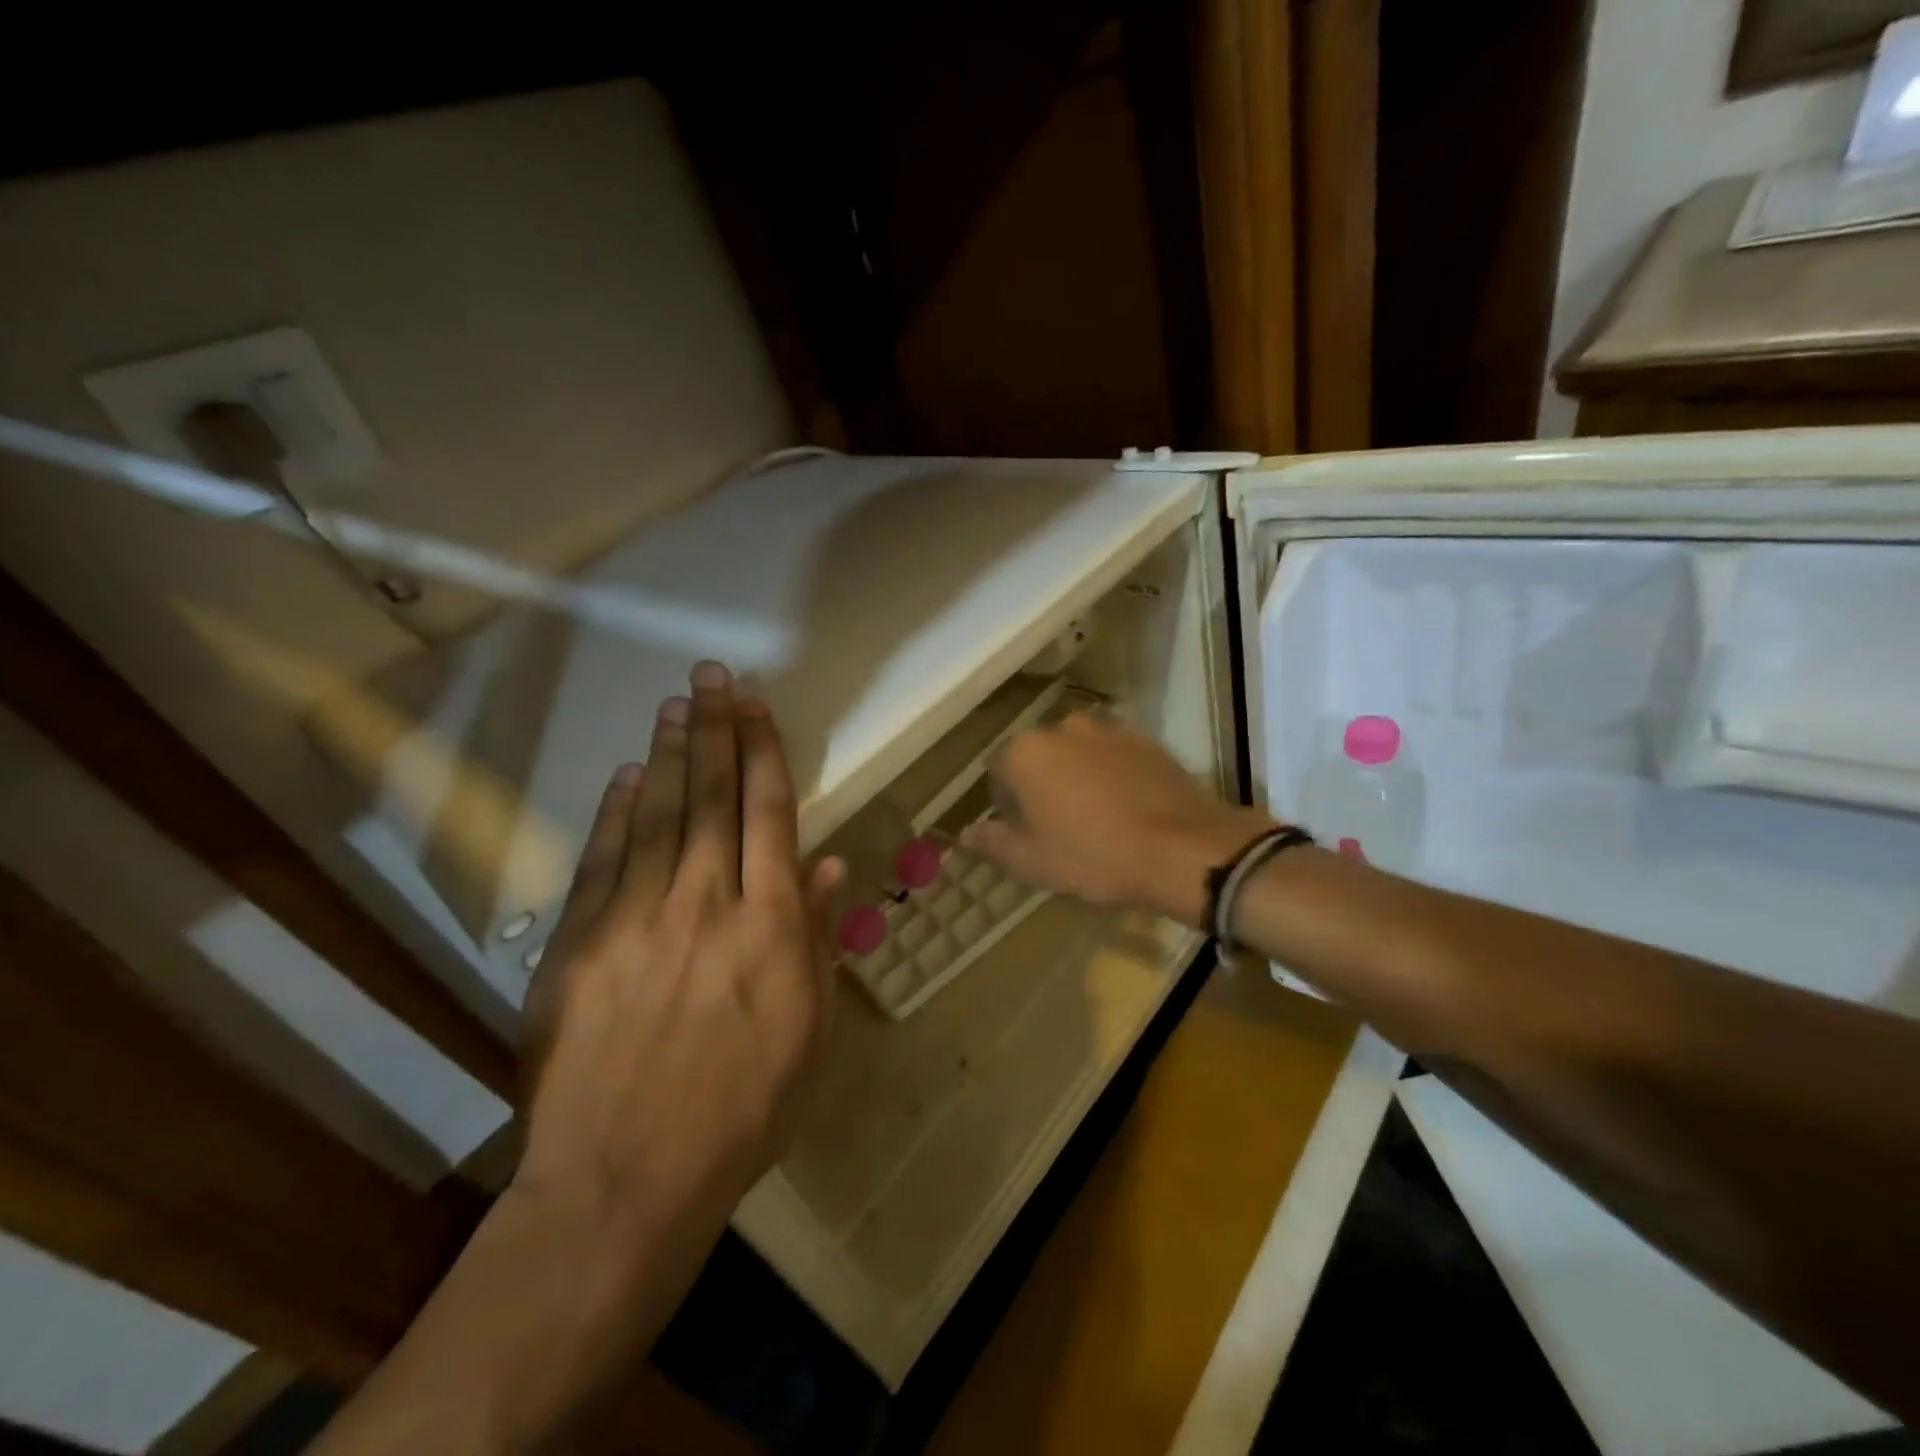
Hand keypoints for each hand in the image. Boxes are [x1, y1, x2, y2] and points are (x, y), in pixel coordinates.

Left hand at [518, 662, 842, 1227]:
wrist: (624, 1180)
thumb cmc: (742, 1110)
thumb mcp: (808, 1031)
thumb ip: (816, 939)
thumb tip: (826, 867)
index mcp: (769, 924)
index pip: (770, 814)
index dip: (764, 752)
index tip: (758, 705)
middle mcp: (705, 903)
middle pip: (713, 798)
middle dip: (716, 730)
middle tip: (713, 677)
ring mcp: (635, 919)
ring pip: (659, 816)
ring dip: (670, 756)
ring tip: (677, 705)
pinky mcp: (577, 944)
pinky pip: (602, 862)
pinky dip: (616, 814)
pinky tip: (628, 777)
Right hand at [961, 710, 1275, 927]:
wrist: (1182, 848)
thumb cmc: (1093, 856)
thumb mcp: (1032, 861)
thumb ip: (992, 842)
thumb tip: (965, 833)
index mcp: (1025, 752)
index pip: (997, 771)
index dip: (1006, 804)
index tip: (1025, 832)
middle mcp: (1062, 727)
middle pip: (1037, 756)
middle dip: (1041, 784)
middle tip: (1058, 826)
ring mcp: (1108, 729)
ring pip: (1076, 753)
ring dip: (1076, 776)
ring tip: (1096, 816)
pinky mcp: (1145, 739)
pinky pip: (1112, 755)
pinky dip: (1110, 774)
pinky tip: (1126, 807)